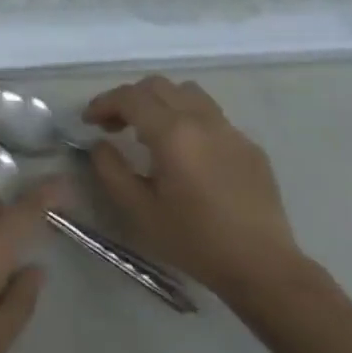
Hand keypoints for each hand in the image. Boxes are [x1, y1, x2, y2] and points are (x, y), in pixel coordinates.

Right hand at [84, 75, 311, 306]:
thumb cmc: (194, 241)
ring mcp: (230, 129)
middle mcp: (201, 119)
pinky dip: (188, 119)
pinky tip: (187, 153)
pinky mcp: (249, 145)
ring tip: (150, 130)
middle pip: (157, 86)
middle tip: (114, 126)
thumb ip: (110, 170)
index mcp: (172, 133)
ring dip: (160, 101)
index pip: (129, 97)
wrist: (263, 267)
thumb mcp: (139, 211)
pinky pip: (211, 116)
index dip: (103, 103)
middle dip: (129, 99)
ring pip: (187, 92)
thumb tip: (100, 144)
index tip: (88, 121)